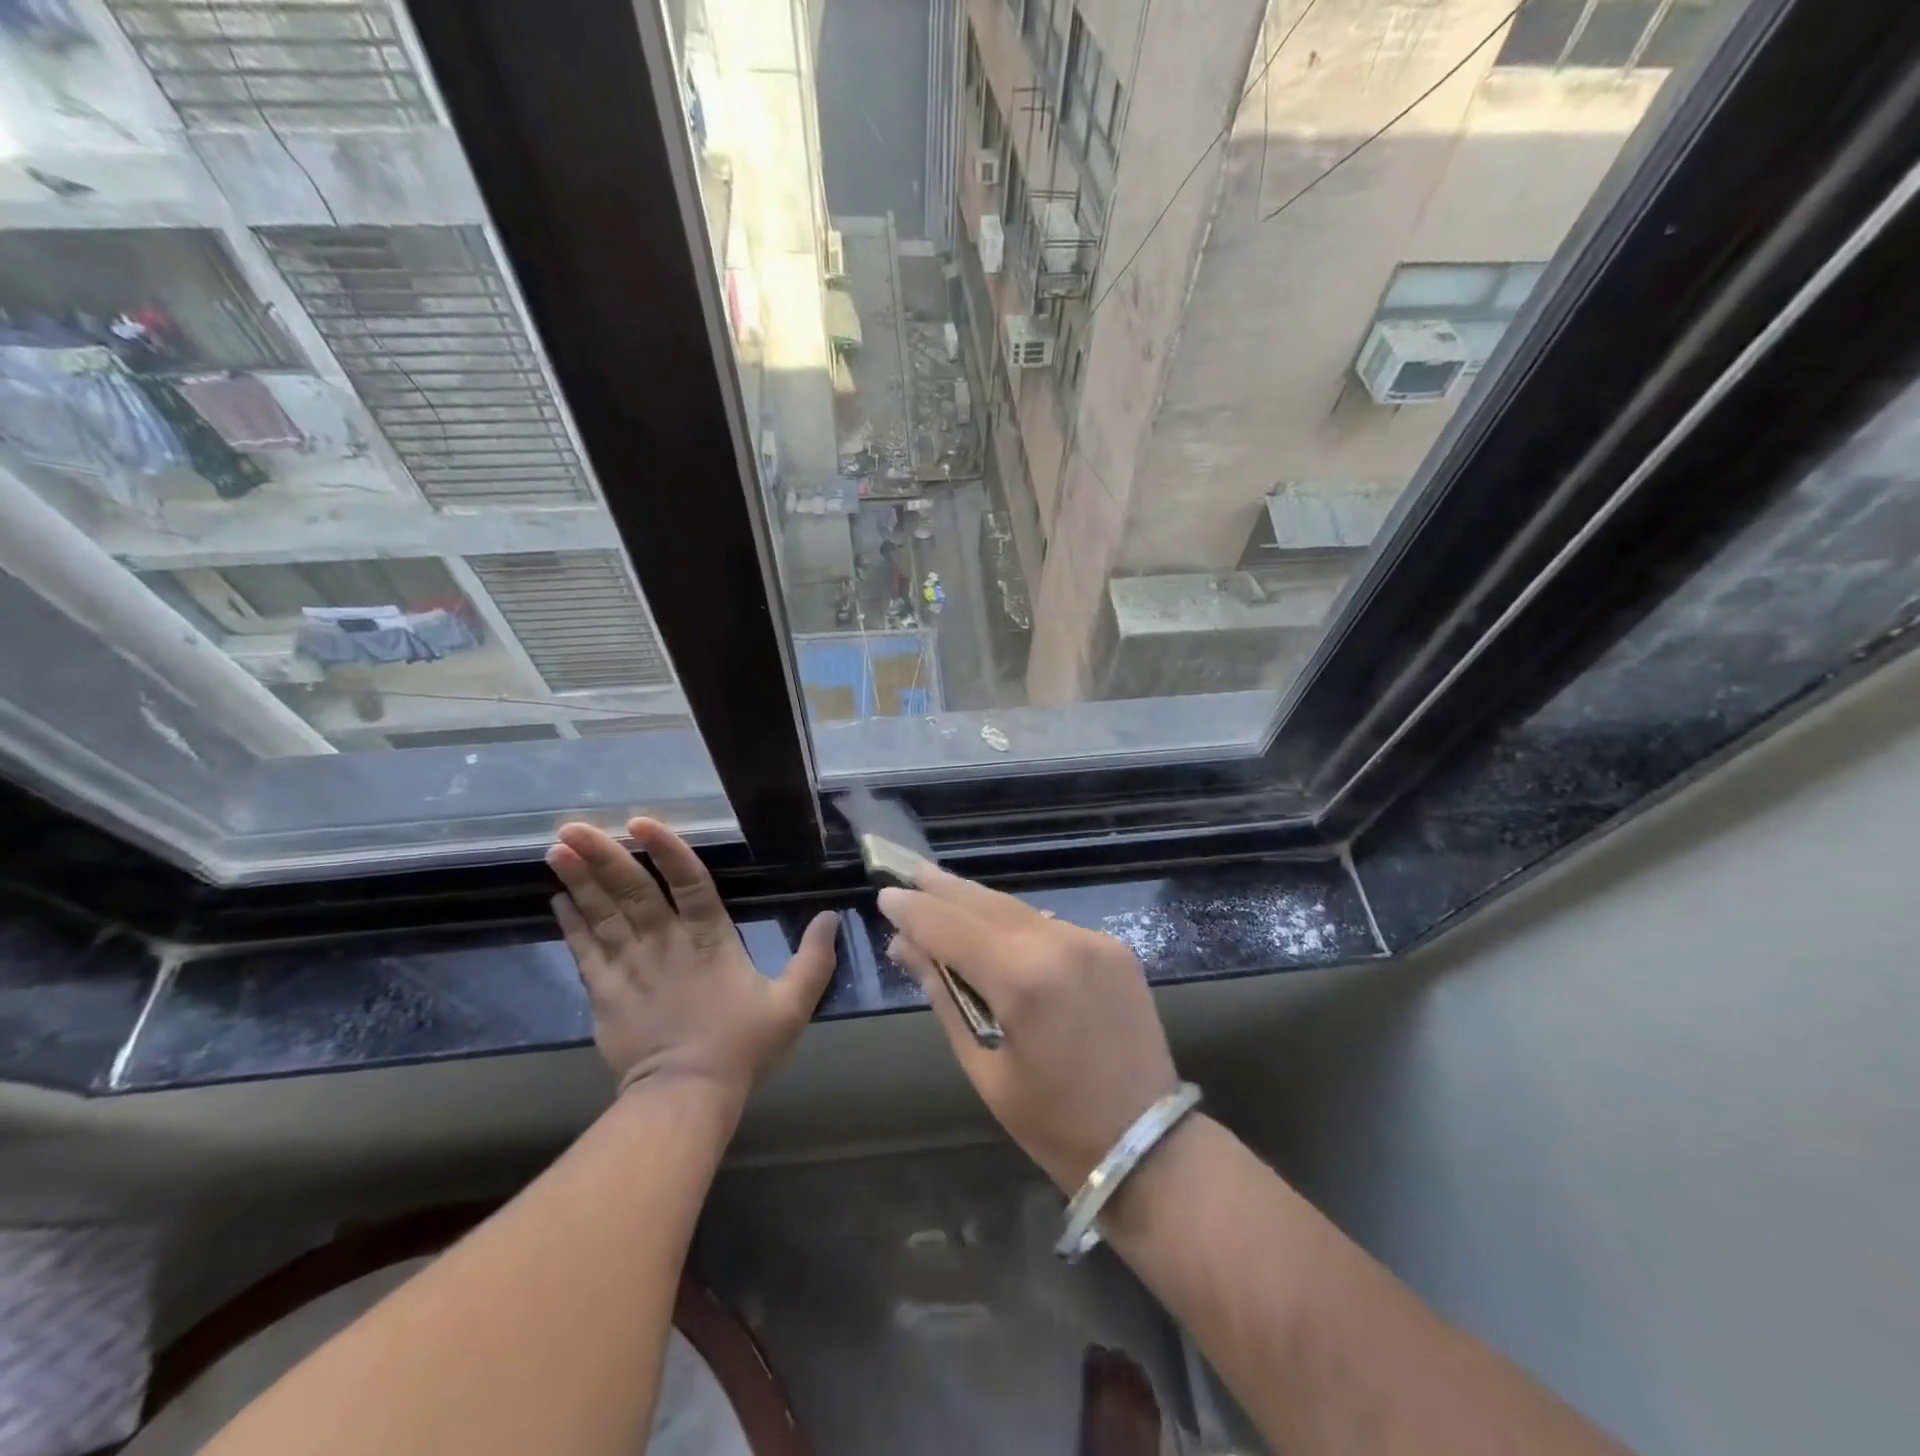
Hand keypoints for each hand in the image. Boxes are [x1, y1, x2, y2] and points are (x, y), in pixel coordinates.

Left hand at [547, 818, 839, 1102]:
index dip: (666, 850)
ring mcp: (630, 968)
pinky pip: (584, 951)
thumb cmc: (742, 1046)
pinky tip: (558, 898)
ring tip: (556, 848)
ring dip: (579, 881)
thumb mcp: (792, 1004)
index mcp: (710, 940)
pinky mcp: (605, 994)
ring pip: (602, 915)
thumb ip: (814, 959)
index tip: (640, 822)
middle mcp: (665, 943)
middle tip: (573, 826)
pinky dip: (570, 923)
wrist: (686, 1097)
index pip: (688, 883)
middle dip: (603, 857)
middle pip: (632, 892)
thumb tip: (831, 916)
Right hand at [877, 867, 1178, 1192]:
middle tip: (908, 871)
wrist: (1148, 1143)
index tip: (885, 896)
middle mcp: (1059, 943)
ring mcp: (1092, 940)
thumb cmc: (1052, 1122)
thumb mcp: (983, 1066)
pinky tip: (994, 924)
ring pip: (1018, 908)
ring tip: (941, 891)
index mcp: (1022, 979)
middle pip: (985, 902)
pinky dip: (1016, 922)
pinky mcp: (1114, 946)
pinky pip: (1050, 924)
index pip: (950, 927)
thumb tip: (906, 947)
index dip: (914, 910)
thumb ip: (946, 996)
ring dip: (977, 902)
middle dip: (943, 887)